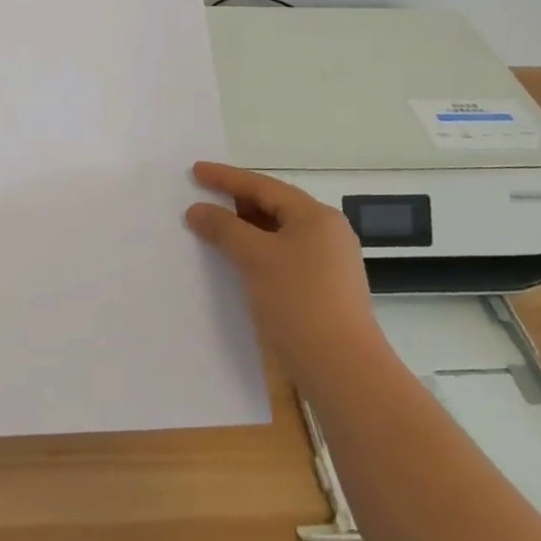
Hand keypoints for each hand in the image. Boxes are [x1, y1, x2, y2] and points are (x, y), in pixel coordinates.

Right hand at [187, 162, 380, 384]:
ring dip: (246, 229)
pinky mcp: (325, 287)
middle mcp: (327, 231)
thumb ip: (224, 228)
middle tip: (203, 199)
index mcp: (315, 216)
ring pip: (279, 233)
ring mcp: (330, 261)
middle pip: (274, 206)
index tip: (196, 171)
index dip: (226, 177)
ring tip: (215, 229)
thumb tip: (197, 210)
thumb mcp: (255, 258)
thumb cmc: (299, 302)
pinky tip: (239, 262)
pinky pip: (285, 255)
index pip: (263, 186)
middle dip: (237, 203)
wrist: (343, 369)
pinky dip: (259, 251)